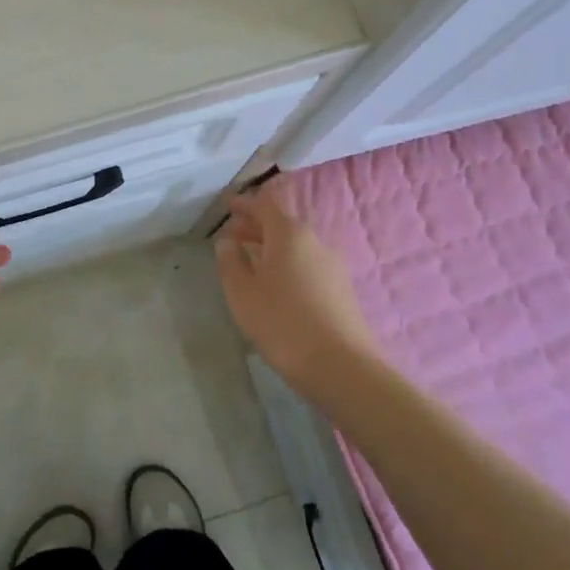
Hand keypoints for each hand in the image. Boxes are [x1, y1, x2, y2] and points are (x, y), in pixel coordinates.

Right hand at [214, 185, 380, 389]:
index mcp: (290, 234)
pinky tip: (276, 286)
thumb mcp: (242, 293)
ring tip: (251, 262)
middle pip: (282, 225)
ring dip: (271, 248)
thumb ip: (231, 262)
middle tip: (233, 235)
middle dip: (256, 227)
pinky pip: (307, 266)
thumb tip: (227, 242)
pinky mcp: (341, 290)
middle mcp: (315, 242)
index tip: (228, 205)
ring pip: (296, 247)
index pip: (265, 205)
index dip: (245, 203)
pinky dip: (287, 265)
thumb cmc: (282, 322)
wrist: (340, 366)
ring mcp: (333, 266)